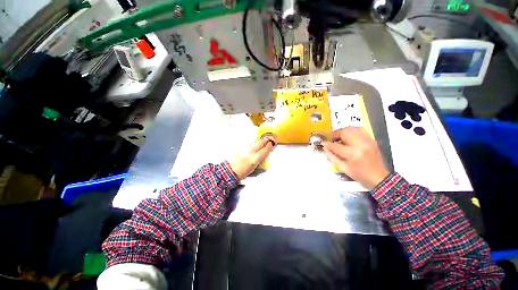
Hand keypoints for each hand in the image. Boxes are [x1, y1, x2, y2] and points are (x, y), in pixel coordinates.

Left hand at [227, 137, 274, 179]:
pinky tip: (251, 146)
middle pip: (260, 143)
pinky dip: (251, 144)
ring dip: (258, 142)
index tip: (271, 143)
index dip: (269, 146)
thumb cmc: (242, 172)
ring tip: (260, 142)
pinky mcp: (239, 146)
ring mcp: (244, 147)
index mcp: (255, 158)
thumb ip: (260, 159)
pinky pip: (248, 143)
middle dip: (265, 140)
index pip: (265, 150)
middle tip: (268, 138)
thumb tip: (264, 153)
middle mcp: (250, 151)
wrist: (230, 170)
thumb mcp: (254, 168)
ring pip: (254, 142)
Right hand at [322, 127, 389, 189]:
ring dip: (343, 131)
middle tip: (331, 139)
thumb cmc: (359, 175)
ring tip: (339, 137)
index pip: (336, 145)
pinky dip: (351, 131)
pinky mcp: (371, 140)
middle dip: (335, 134)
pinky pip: (360, 130)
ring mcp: (367, 140)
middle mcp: (360, 144)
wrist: (379, 177)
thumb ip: (332, 157)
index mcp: (352, 154)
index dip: (327, 144)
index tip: (323, 143)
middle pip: (344, 132)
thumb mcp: (343, 168)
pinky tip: (348, 137)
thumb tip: (324, 148)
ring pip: (352, 128)